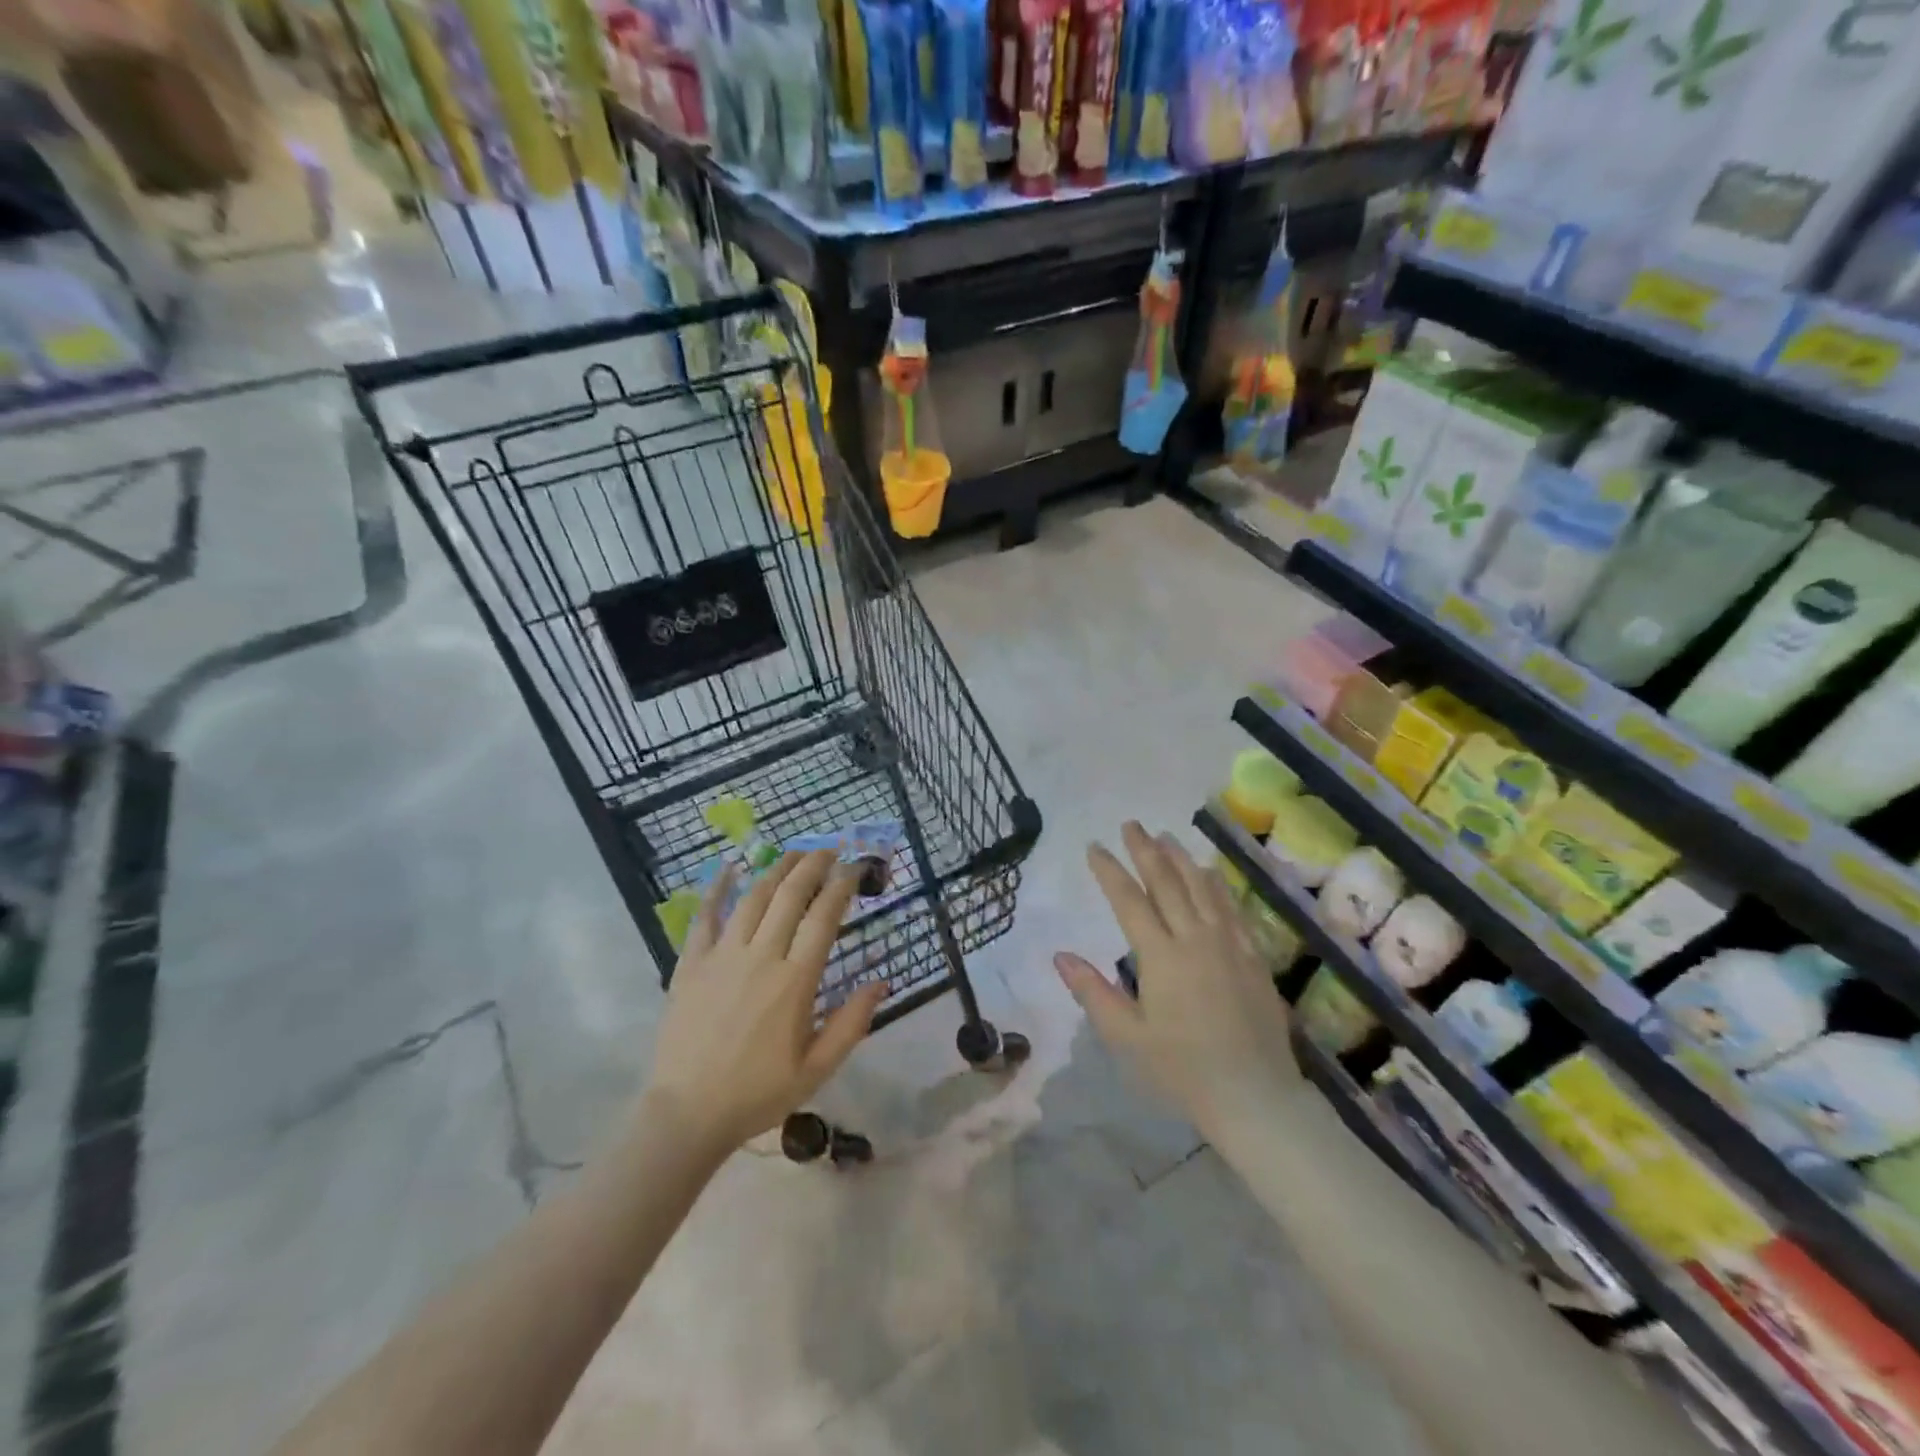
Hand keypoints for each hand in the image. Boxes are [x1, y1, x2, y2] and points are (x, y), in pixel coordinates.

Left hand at [645, 851, 886, 1156]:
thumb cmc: (757, 1093)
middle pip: (790, 896)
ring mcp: (722, 956)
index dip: (841, 887)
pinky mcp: (691, 964)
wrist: (686, 1114)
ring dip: (777, 870)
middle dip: (813, 866)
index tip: (854, 869)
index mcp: (795, 981)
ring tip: (794, 853)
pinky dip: (717, 888)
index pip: (824, 918)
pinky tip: (728, 868)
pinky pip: (705, 916)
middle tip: (829, 850)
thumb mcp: (816, 1070)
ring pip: (753, 897)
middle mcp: (761, 957)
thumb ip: (851, 1024)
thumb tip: (881, 982)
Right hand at [1055, 823, 1300, 1138]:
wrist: (1254, 1097)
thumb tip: (1060, 955)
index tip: (1094, 847)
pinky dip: (1216, 884)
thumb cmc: (1182, 1070)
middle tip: (1131, 825)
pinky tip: (1209, 872)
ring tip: (1164, 836)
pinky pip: (1231, 908)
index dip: (1109, 870)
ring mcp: (1229, 944)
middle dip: (1145, 851)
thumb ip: (1093, 992)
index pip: (1129, 900)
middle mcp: (1195, 939)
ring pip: (1201, 888)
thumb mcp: (1127, 1037)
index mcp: (1161, 956)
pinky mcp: (1252, 956)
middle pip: (1166, 883)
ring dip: (1180, 858)